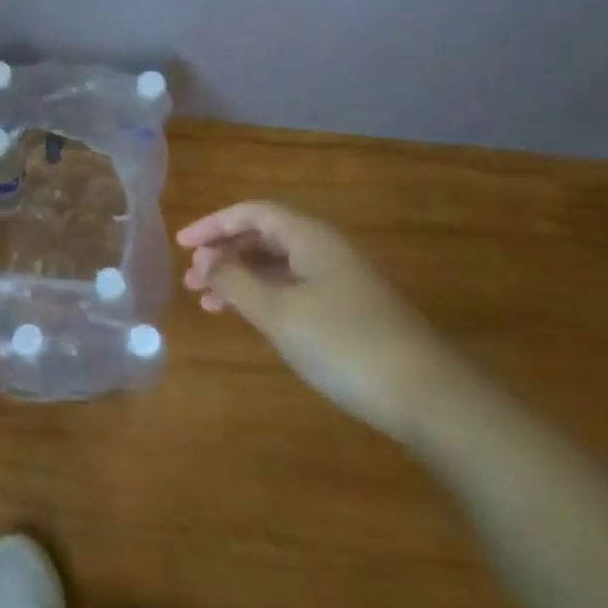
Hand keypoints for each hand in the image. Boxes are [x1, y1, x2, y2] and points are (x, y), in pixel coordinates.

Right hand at [178, 201, 456, 438]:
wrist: (426, 394)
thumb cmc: (343, 343)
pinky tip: (249, 318)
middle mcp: (325, 249)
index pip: (253, 212)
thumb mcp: (278, 312)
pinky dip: (264, 296)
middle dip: (224, 254)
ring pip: (277, 265)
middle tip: (191, 281)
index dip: (214, 224)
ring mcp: (340, 279)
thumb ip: (235, 281)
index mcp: (310, 237)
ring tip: (208, 304)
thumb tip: (204, 258)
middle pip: (265, 236)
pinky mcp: (349, 308)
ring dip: (240, 278)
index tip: (181, 245)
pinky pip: (294, 288)